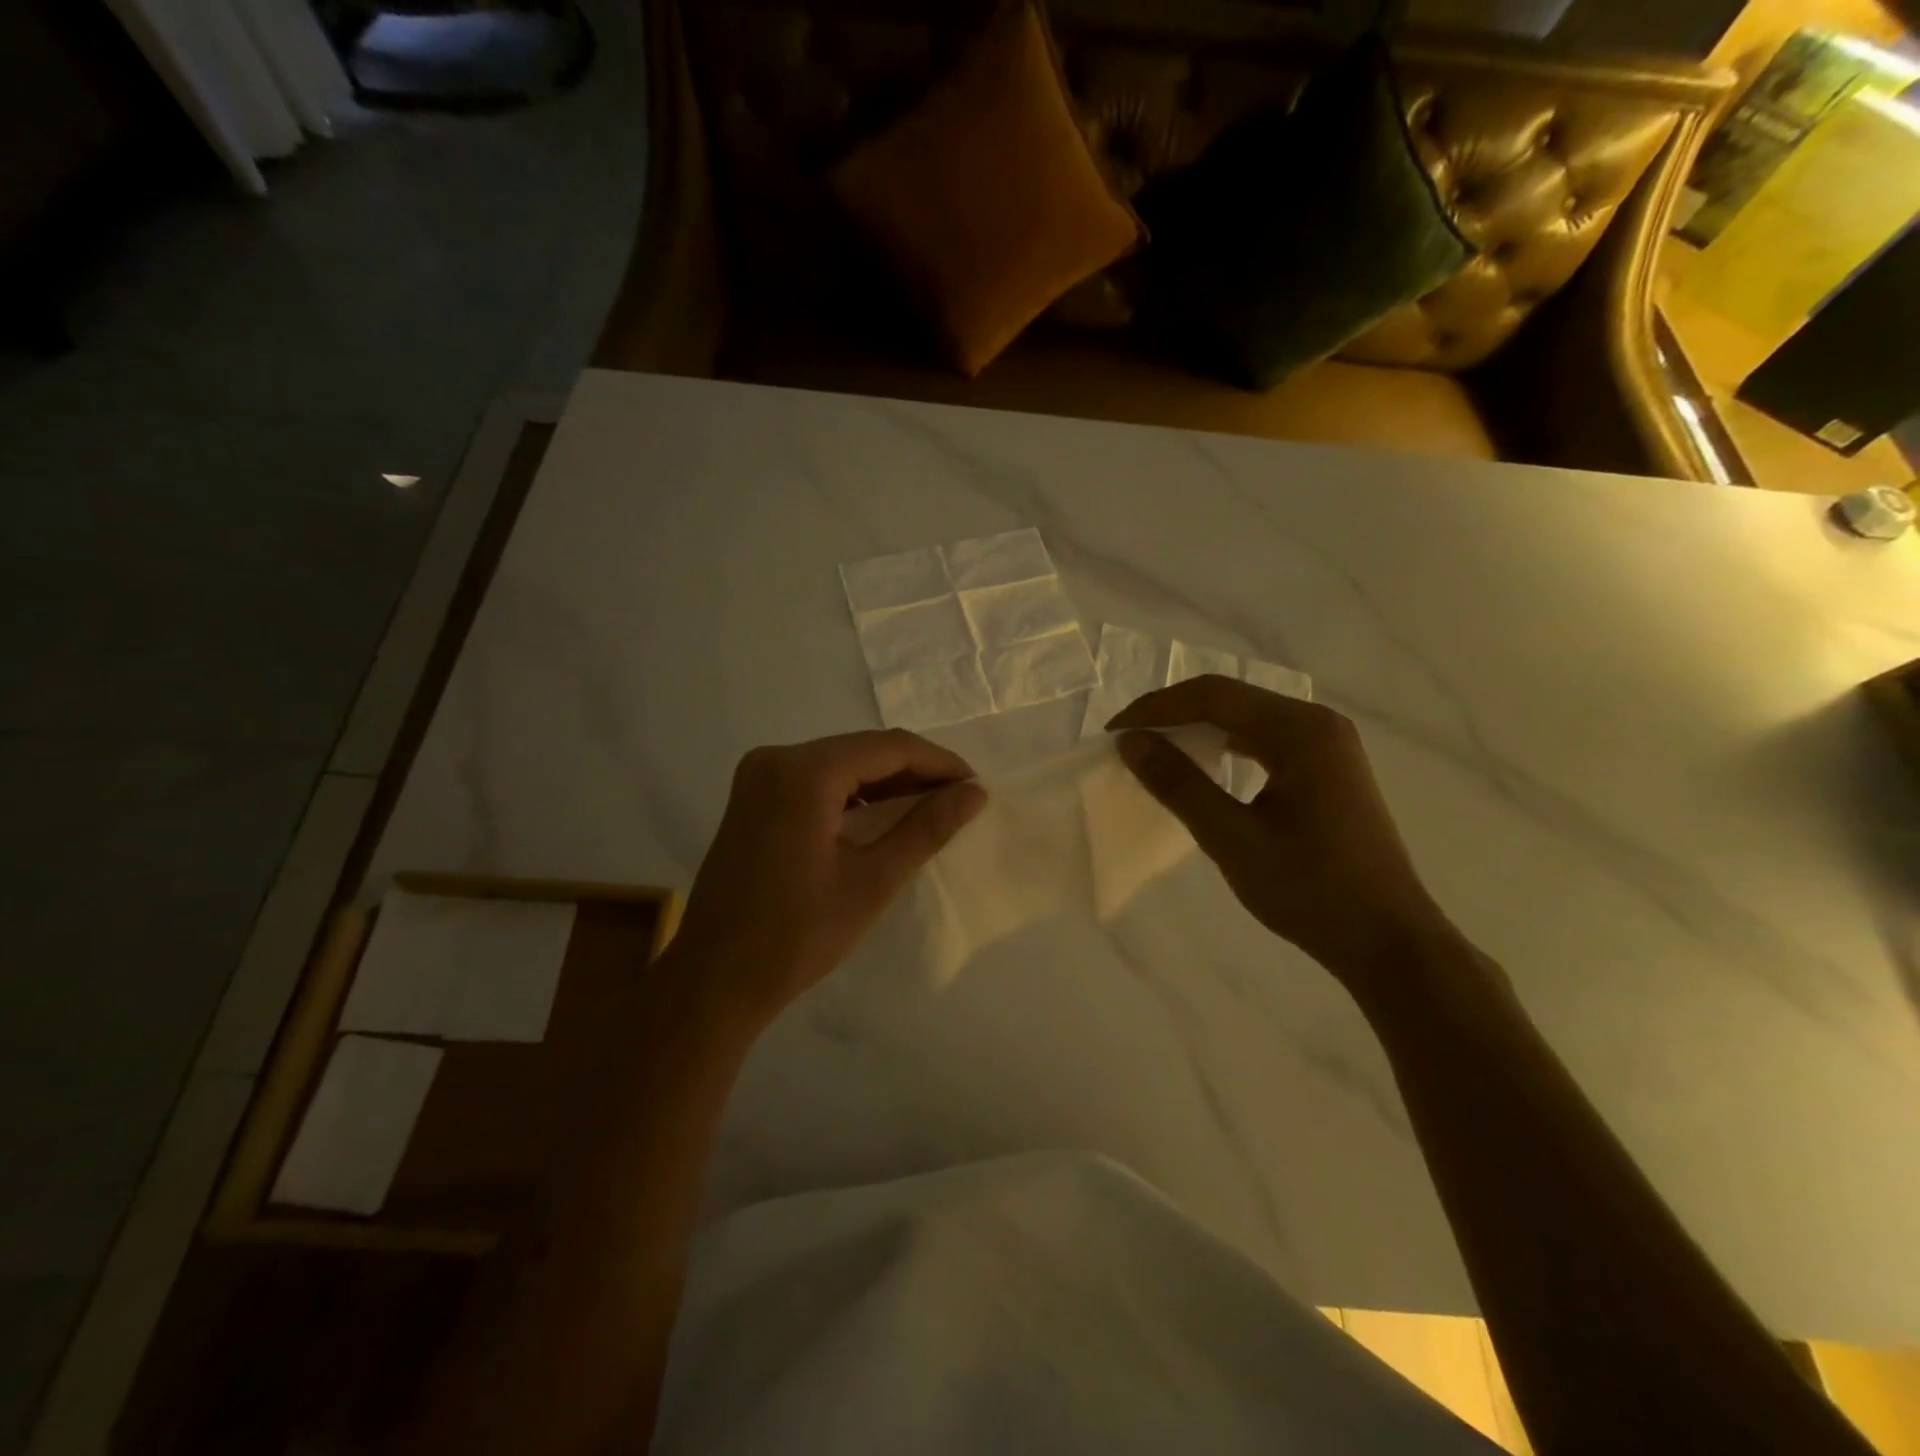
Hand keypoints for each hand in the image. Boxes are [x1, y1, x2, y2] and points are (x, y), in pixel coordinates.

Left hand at [668, 730, 987, 1029]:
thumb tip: (974, 793)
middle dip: (914, 771)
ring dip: (884, 782)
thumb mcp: (873, 881)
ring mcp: (758, 776)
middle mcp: (776, 758)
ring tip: (929, 808)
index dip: (939, 762)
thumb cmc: (798, 936)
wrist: (714, 981)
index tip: (976, 787)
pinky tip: (881, 816)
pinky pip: (815, 780)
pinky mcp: (752, 797)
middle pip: (862, 750)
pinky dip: (852, 794)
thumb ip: (926, 828)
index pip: (888, 748)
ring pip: (840, 763)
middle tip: (959, 799)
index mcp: (803, 772)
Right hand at [1109, 676, 1450, 985]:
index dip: (1156, 708)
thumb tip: (1130, 741)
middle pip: (1232, 698)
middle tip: (1129, 739)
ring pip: (1248, 717)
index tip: (1113, 732)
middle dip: (1174, 713)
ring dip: (1199, 727)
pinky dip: (1227, 745)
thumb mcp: (1232, 838)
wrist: (1388, 940)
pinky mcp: (1330, 768)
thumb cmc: (1310, 890)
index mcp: (1300, 730)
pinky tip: (1206, 765)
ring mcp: (1329, 745)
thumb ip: (1179, 784)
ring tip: (1157, 748)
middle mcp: (1318, 723)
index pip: (1213, 696)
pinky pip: (1266, 740)